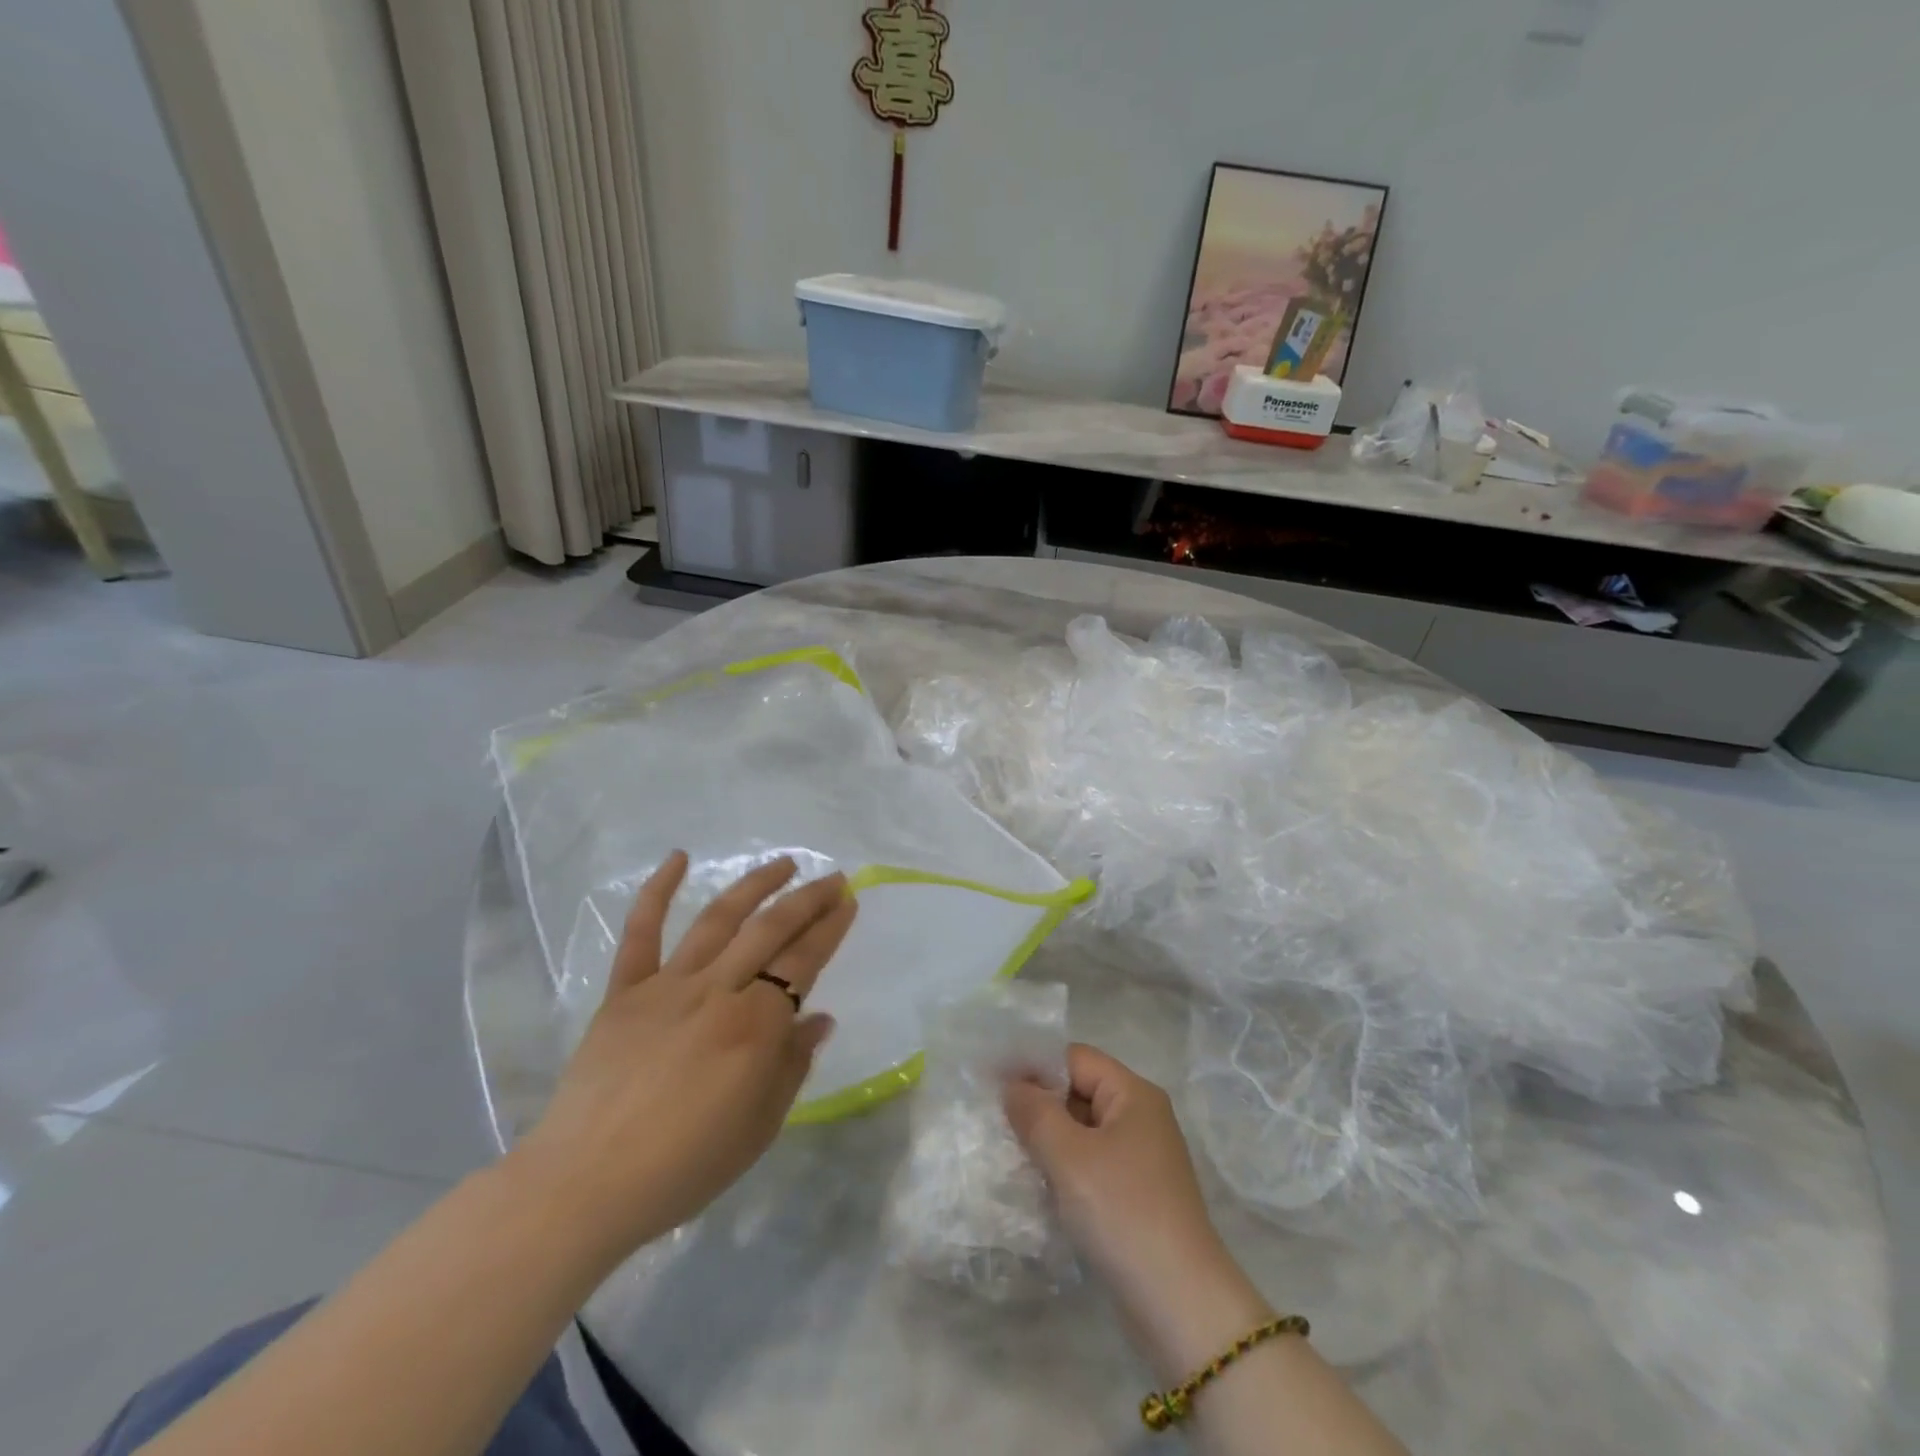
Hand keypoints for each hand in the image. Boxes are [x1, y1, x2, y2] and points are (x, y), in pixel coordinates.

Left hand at [510, 853, 855, 1264]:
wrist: (584, 1187)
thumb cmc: (684, 1166)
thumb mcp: (759, 1127)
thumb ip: (792, 1065)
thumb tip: (818, 1018)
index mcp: (754, 1026)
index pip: (803, 961)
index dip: (830, 928)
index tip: (849, 901)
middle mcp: (716, 992)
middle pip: (770, 931)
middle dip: (807, 900)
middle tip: (832, 878)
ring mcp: (667, 987)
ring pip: (717, 920)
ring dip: (754, 886)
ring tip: (782, 864)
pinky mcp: (624, 993)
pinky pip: (640, 935)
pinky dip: (657, 892)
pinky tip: (678, 857)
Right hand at [1005, 1045, 1272, 1380]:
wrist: (1180, 1304)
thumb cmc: (1123, 1211)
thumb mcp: (1069, 1156)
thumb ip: (1034, 1112)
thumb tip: (1012, 1085)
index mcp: (1133, 1094)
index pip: (1075, 1059)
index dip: (1033, 1066)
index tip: (991, 1083)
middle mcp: (1141, 1117)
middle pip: (1079, 1091)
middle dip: (1039, 1104)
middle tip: (995, 1120)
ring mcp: (1140, 1158)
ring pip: (1082, 1131)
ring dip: (1048, 1140)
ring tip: (1009, 1152)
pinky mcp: (1135, 1195)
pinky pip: (1091, 1164)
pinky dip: (1064, 1169)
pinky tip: (1037, 1185)